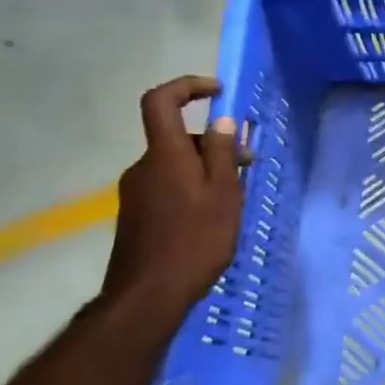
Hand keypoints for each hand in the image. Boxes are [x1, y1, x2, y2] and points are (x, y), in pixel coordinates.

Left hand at [100, 76, 245, 322]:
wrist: (147, 298)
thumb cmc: (194, 240)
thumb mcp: (223, 194)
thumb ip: (223, 154)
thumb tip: (222, 121)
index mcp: (165, 155)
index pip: (161, 102)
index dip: (187, 86)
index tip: (218, 92)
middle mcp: (144, 167)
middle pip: (177, 137)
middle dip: (214, 141)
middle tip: (248, 162)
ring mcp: (136, 192)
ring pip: (175, 163)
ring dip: (206, 167)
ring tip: (235, 194)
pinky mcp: (137, 214)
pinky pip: (168, 185)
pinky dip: (192, 186)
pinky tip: (212, 214)